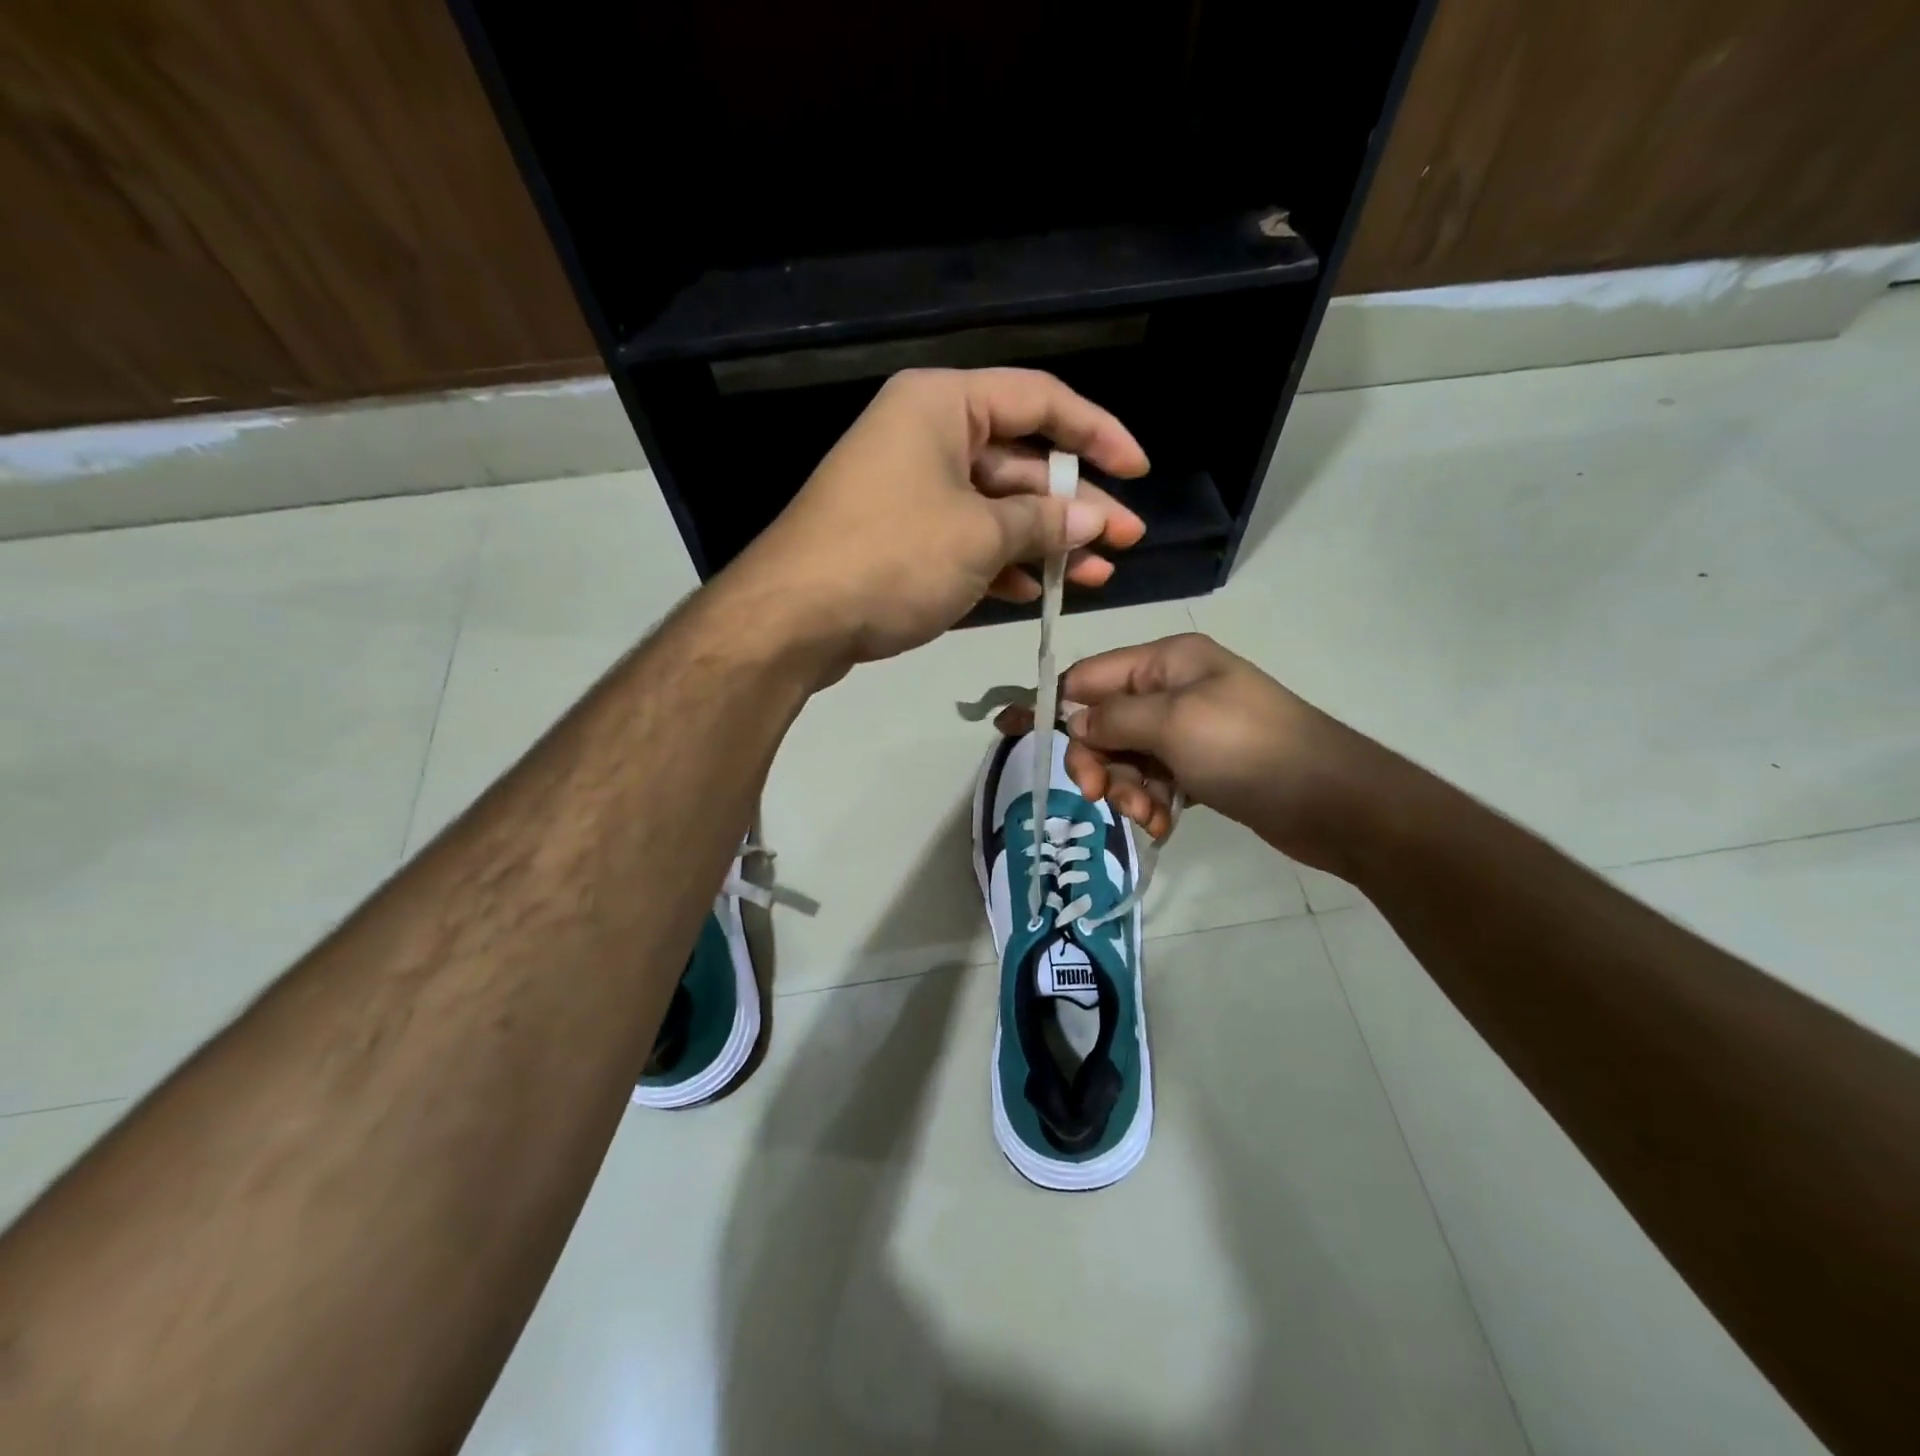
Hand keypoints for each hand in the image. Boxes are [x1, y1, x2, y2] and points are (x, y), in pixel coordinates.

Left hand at [731, 368, 1148, 672]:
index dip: (1098, 433)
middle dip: (1075, 504)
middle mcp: (925, 436)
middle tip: (1126, 540)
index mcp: (942, 406)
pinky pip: (964, 539)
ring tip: (1097, 574)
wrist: (793, 619)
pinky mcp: (899, 537)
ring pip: (994, 507)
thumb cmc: (892, 557)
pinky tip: (1039, 591)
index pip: (1040, 400)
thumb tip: (1092, 521)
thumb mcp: (980, 535)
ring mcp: (909, 489)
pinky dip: (1001, 563)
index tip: (1138, 471)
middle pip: (1019, 460)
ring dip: (1045, 541)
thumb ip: (1043, 522)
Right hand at [997, 633, 1382, 873]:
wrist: (1334, 801)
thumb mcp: (1173, 724)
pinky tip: (1165, 824)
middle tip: (1102, 796)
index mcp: (1168, 660)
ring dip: (1128, 789)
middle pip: (1105, 721)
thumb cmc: (1248, 749)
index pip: (1091, 676)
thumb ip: (1114, 719)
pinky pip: (1156, 780)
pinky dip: (1153, 802)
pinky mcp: (1202, 767)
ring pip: (1128, 757)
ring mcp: (1189, 729)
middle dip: (1100, 761)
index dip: (1057, 707)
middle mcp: (1174, 688)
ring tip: (1150, 816)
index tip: (1020, 738)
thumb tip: (1074, 722)